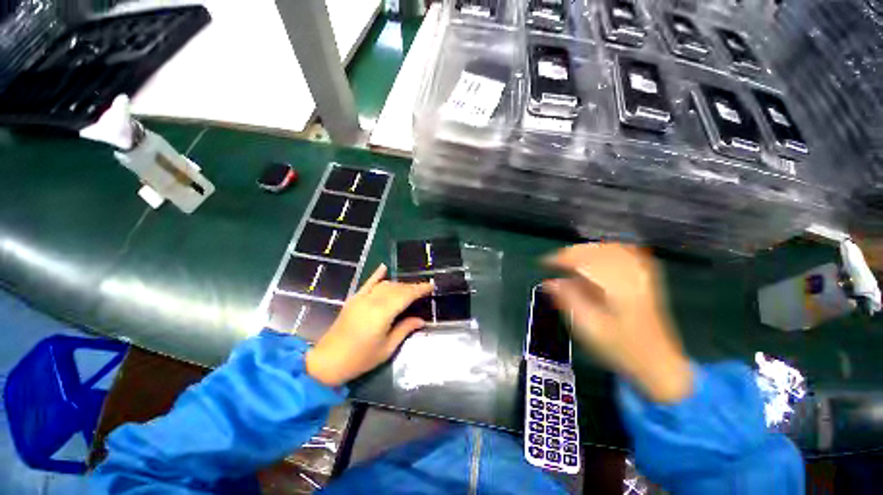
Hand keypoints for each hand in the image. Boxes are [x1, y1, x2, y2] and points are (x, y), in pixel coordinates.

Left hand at [305, 264, 432, 386]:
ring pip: (385, 285)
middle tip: (423, 291)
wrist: (327, 362)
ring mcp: (361, 298)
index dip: (420, 289)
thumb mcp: (387, 348)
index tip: (431, 286)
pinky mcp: (354, 299)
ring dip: (399, 285)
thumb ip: (404, 329)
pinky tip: (384, 267)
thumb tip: (421, 320)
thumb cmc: (360, 359)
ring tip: (409, 289)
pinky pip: (368, 283)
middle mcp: (372, 301)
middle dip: (411, 287)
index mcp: (382, 313)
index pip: (406, 295)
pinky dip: (377, 275)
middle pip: (397, 288)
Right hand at [544, 243, 692, 402]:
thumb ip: (569, 301)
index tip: (545, 263)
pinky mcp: (646, 279)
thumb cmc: (621, 349)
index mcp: (618, 288)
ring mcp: (643, 275)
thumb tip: (549, 282)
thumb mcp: (589, 329)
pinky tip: (597, 255)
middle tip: (554, 261)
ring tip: (570, 258)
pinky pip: (626, 254)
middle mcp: (632, 276)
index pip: (586, 261)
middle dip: (572, 253)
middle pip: (598, 251)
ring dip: (587, 250)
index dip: (562, 258)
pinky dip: (606, 251)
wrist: (658, 364)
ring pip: (611, 249)